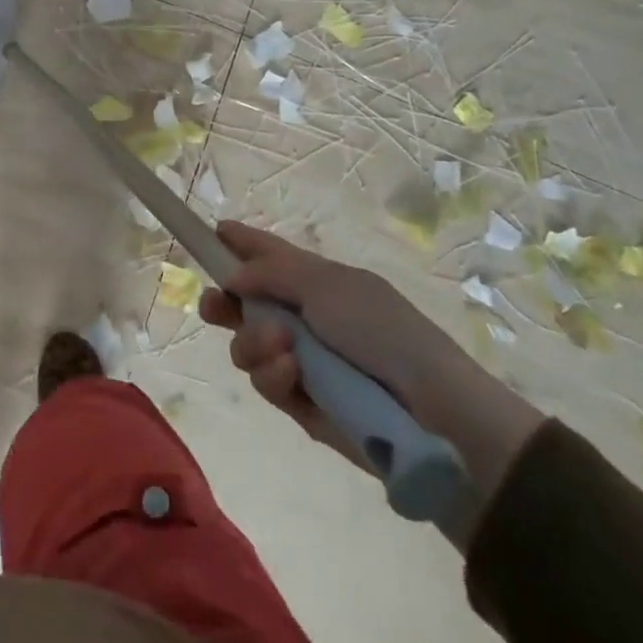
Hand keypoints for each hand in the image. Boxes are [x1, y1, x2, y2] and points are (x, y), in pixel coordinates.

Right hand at [198, 220, 542, 502]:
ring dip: (254, 341)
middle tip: (212, 306)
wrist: (430, 409)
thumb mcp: (325, 285)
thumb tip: (231, 276)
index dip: (240, 242)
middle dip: (222, 303)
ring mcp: (301, 360)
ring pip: (248, 345)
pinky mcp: (301, 403)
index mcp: (315, 279)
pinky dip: (273, 374)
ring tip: (280, 345)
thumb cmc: (379, 329)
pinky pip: (267, 382)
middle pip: (245, 302)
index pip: (269, 253)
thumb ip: (270, 273)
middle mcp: (302, 316)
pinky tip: (292, 373)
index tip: (212, 233)